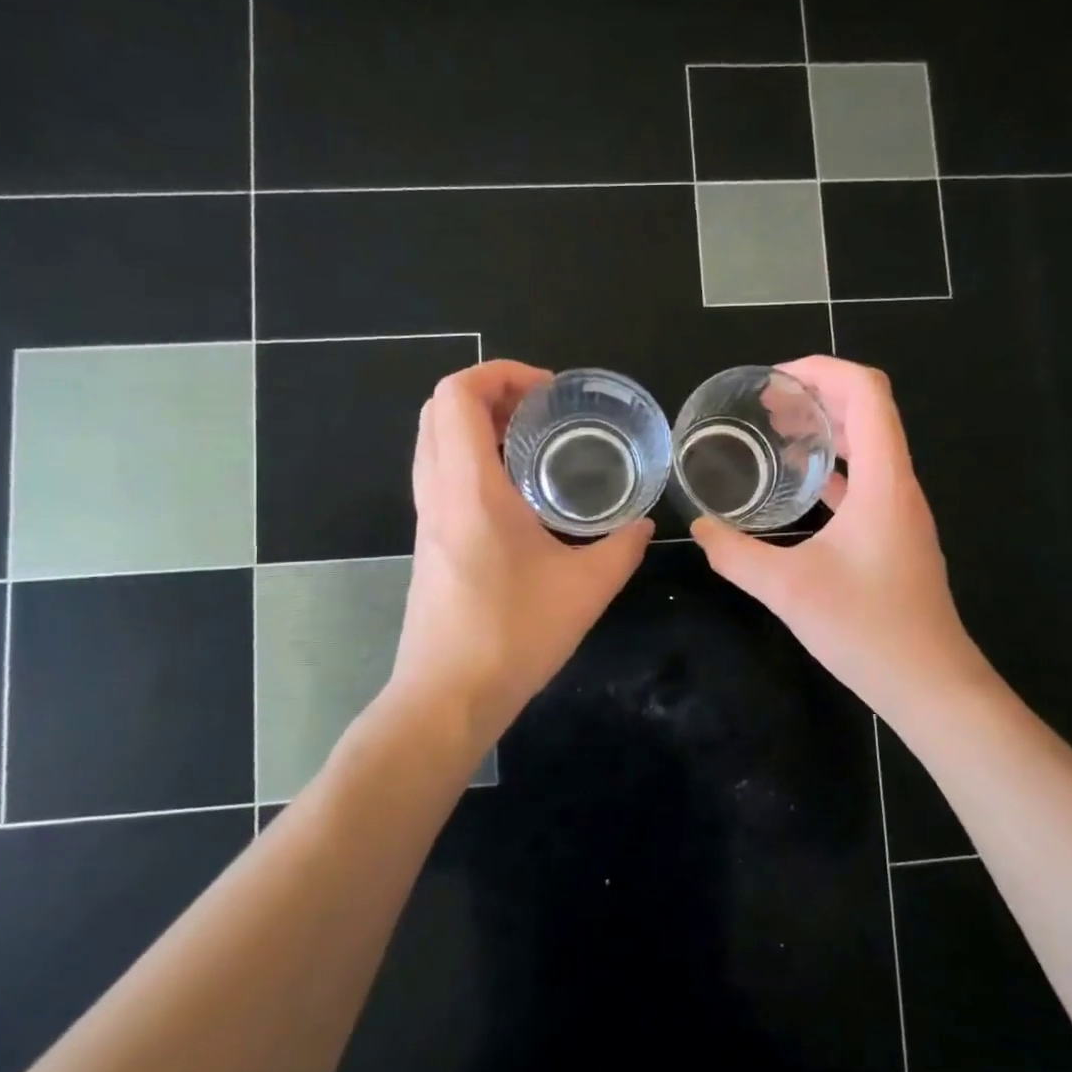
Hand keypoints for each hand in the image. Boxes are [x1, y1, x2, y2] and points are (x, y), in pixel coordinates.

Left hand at [390, 360, 652, 741]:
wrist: (447, 698)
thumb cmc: (513, 636)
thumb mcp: (585, 589)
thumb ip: (622, 548)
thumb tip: (645, 526)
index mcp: (470, 488)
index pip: (458, 394)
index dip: (499, 373)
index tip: (548, 392)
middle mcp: (438, 491)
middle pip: (440, 408)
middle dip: (489, 392)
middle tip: (542, 411)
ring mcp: (426, 517)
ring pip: (434, 440)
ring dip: (477, 424)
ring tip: (532, 442)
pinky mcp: (428, 541)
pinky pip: (439, 473)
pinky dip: (470, 457)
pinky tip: (516, 491)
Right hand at [690, 357, 985, 724]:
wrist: (929, 683)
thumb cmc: (866, 629)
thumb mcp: (787, 589)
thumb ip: (735, 554)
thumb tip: (699, 528)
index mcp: (882, 480)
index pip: (867, 392)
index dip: (823, 370)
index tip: (775, 380)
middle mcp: (898, 485)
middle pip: (868, 411)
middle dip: (817, 395)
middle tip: (766, 405)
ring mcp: (900, 511)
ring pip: (869, 445)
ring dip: (826, 429)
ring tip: (777, 433)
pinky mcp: (895, 535)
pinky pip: (865, 479)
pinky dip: (832, 466)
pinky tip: (798, 485)